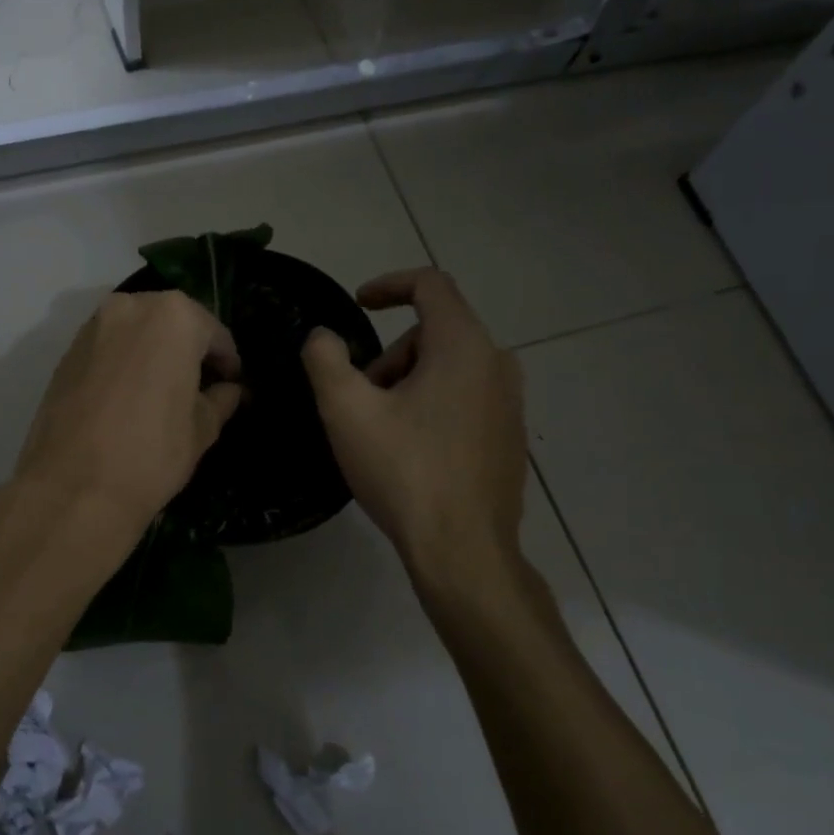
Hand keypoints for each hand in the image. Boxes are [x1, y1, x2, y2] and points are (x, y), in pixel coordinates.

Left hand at [14, 291, 243, 542]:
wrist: (73, 485)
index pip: (214, 334)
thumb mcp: (202, 428)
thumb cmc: (152, 451)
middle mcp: (131, 307)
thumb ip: (220, 400)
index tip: (231, 386)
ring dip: (154, 354)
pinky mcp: (67, 352)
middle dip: (189, 352)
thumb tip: (229, 391)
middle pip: (173, 324)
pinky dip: (125, 363)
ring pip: (137, 333)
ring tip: (163, 393)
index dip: (227, 363)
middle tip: (200, 388)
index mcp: (175, 317)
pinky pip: (109, 348)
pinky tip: (129, 398)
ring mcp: (93, 326)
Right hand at [302, 269, 528, 607]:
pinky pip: (466, 399)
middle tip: (361, 401)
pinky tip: (412, 454)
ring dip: (408, 384)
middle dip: (390, 357)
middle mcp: (497, 364)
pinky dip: (433, 407)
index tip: (357, 305)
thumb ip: (325, 359)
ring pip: (449, 369)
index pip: (429, 284)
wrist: (463, 550)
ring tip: (382, 432)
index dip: (387, 285)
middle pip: (434, 334)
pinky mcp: (511, 436)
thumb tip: (322, 337)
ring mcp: (511, 403)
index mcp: (463, 346)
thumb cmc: (404, 471)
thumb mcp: (346, 411)